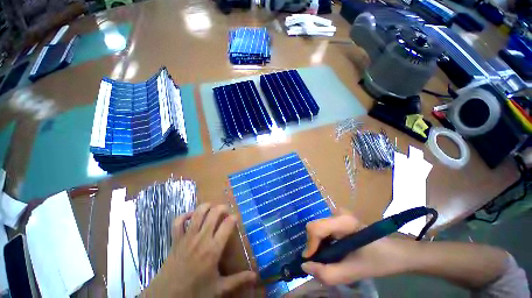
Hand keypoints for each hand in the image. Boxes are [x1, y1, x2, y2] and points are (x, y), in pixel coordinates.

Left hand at [143, 203, 256, 296]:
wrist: (167, 297)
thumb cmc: (195, 292)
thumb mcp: (219, 289)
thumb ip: (238, 280)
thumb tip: (255, 276)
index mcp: (213, 249)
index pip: (227, 225)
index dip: (234, 218)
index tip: (236, 218)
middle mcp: (201, 238)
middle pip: (214, 213)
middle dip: (222, 208)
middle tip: (226, 211)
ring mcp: (187, 237)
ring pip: (198, 213)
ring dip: (206, 206)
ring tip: (212, 207)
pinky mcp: (176, 239)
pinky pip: (178, 222)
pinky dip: (185, 215)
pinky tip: (191, 216)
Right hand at [301, 210, 413, 285]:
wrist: (395, 252)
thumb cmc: (378, 261)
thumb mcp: (353, 273)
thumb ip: (327, 273)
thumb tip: (305, 266)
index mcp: (343, 221)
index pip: (315, 228)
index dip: (310, 246)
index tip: (312, 263)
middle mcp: (337, 213)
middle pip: (314, 227)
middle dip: (314, 247)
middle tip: (322, 264)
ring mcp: (338, 213)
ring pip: (317, 228)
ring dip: (318, 245)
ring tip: (328, 259)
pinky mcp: (339, 217)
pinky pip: (323, 228)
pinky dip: (323, 241)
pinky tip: (333, 252)